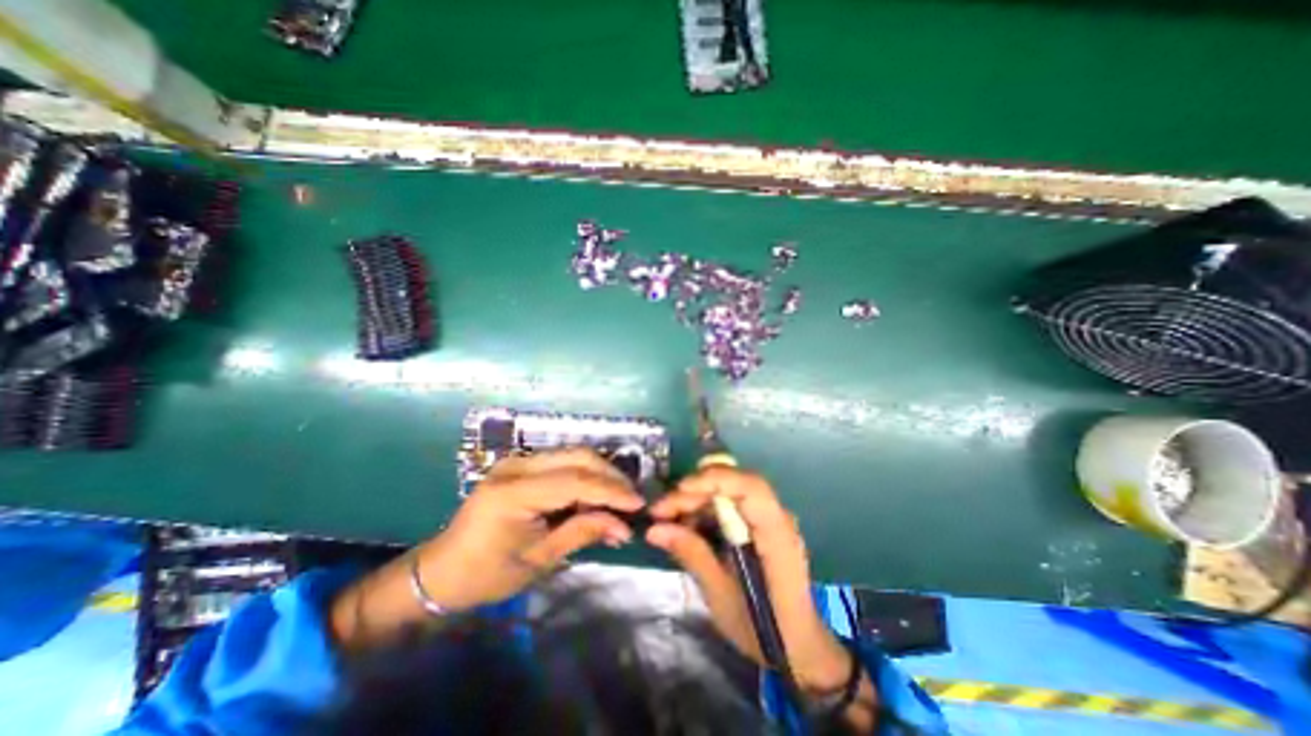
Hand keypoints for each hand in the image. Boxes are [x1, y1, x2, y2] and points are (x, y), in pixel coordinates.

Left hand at [418, 449, 642, 609]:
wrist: (443, 571)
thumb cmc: (487, 574)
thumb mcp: (539, 560)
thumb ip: (582, 532)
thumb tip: (624, 526)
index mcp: (513, 493)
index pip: (574, 480)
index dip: (611, 490)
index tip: (639, 504)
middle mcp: (516, 466)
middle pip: (577, 457)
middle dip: (611, 476)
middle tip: (632, 499)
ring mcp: (518, 460)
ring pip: (573, 454)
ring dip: (601, 473)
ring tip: (620, 497)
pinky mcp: (522, 464)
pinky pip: (563, 461)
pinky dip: (586, 475)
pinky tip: (598, 493)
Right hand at [644, 470, 850, 692]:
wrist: (797, 645)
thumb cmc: (763, 628)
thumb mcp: (721, 595)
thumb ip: (692, 555)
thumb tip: (654, 530)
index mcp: (776, 534)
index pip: (750, 487)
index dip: (715, 480)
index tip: (679, 490)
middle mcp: (776, 517)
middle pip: (733, 486)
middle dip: (694, 492)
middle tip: (659, 511)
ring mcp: (768, 518)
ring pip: (727, 493)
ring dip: (695, 500)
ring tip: (665, 520)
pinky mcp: (758, 525)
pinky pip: (729, 506)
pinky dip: (704, 511)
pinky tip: (684, 526)